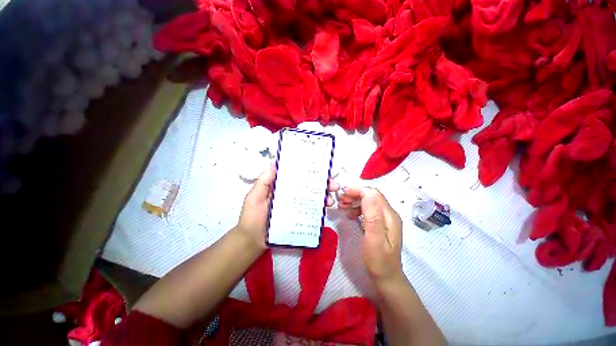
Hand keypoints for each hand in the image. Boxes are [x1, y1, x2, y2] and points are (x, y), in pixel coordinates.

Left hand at [237, 166, 339, 248]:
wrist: (252, 240)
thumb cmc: (252, 217)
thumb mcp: (254, 197)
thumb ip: (263, 182)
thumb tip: (275, 163)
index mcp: (281, 187)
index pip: (297, 176)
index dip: (309, 171)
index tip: (321, 168)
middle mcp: (291, 195)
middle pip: (309, 186)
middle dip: (323, 184)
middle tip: (334, 184)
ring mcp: (296, 207)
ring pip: (312, 198)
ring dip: (324, 196)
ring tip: (331, 199)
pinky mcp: (298, 217)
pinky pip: (311, 212)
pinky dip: (320, 209)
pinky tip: (326, 208)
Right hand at [338, 187, 403, 284]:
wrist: (386, 277)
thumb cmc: (378, 262)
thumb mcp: (374, 241)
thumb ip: (372, 217)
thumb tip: (368, 194)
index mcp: (389, 216)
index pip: (373, 194)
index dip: (358, 190)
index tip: (342, 193)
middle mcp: (389, 214)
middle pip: (371, 196)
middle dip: (354, 194)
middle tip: (340, 200)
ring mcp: (385, 218)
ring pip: (368, 201)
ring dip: (354, 201)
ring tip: (342, 206)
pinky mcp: (380, 223)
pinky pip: (367, 209)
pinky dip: (357, 208)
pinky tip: (349, 214)